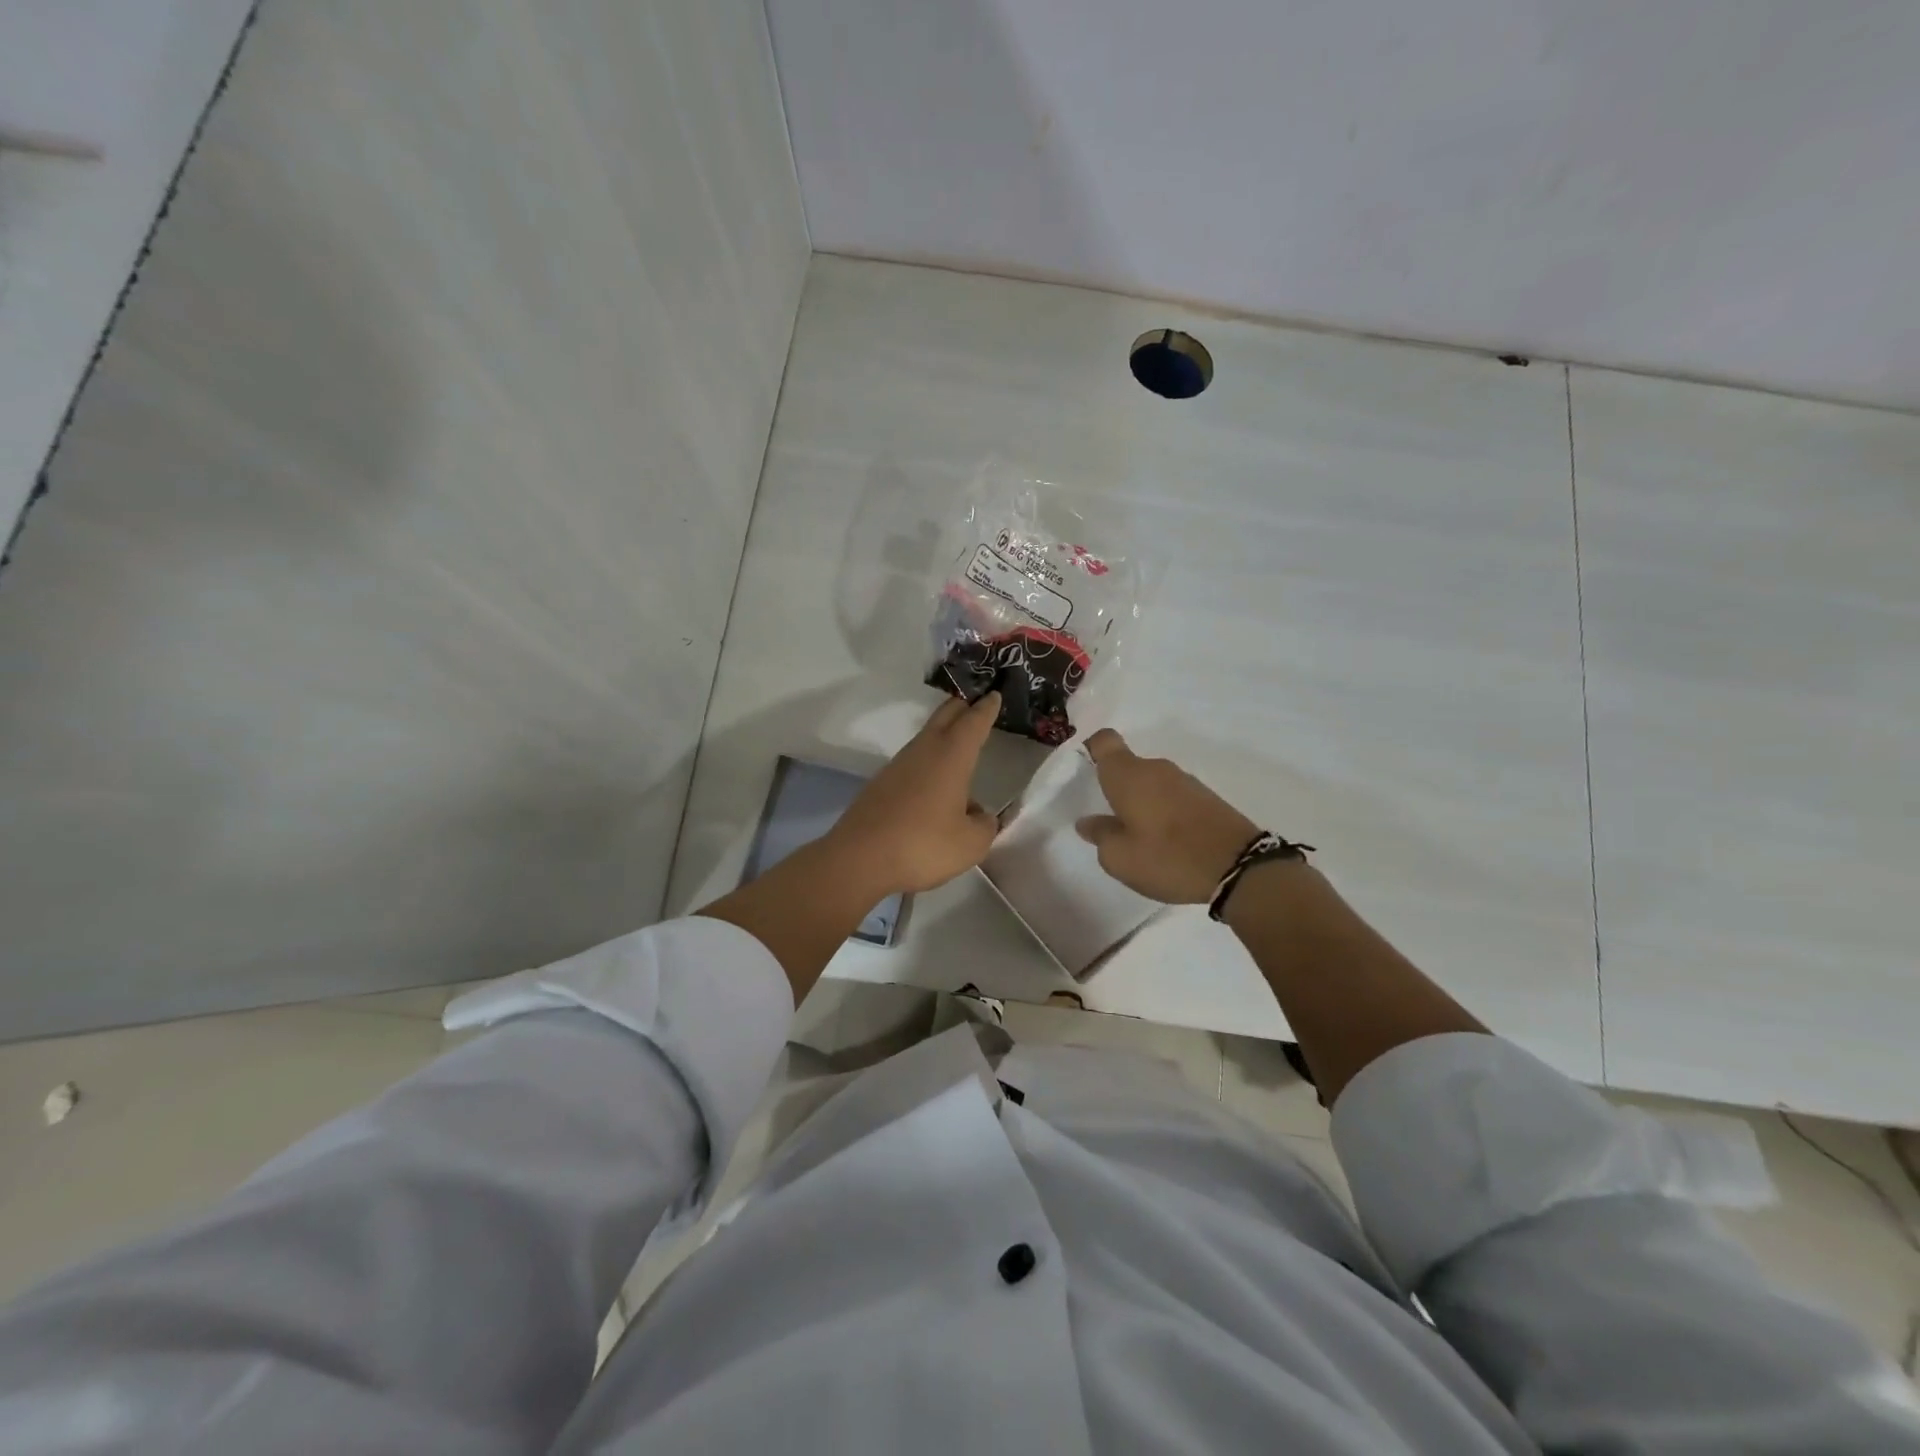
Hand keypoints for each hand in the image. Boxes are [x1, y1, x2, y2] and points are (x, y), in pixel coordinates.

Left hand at [827, 693, 1002, 895]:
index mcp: (951, 757)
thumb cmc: (922, 845)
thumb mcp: (970, 843)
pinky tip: (933, 783)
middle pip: (944, 718)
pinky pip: (912, 762)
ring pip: (926, 739)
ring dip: (943, 734)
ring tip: (958, 741)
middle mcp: (923, 752)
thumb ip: (984, 825)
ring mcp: (897, 766)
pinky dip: (928, 760)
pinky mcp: (880, 785)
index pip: (973, 723)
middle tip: (975, 702)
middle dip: (961, 708)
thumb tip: (979, 815)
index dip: (986, 709)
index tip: (993, 694)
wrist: (859, 859)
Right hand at [1075, 729, 1259, 903]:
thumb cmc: (1167, 858)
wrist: (1239, 868)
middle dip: (1117, 788)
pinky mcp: (1207, 797)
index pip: (1104, 741)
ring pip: (1151, 783)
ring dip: (1142, 802)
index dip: (1092, 749)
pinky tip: (1167, 841)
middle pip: (1128, 767)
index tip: (1085, 769)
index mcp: (1128, 775)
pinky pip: (1173, 796)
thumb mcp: (1120, 858)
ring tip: (1140, 838)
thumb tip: (1088, 822)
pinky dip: (1165, 811)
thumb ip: (1100, 835)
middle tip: (1109, 821)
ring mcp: (1185, 781)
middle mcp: (1156, 769)